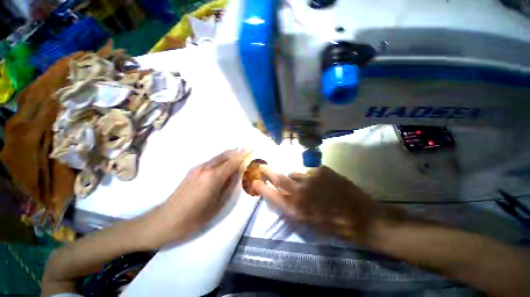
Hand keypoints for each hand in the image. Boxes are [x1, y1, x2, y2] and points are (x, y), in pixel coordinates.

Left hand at [142, 149, 249, 248]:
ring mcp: (197, 168)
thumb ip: (229, 187)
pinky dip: (220, 160)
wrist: (164, 221)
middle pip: (224, 155)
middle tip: (245, 151)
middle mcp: (205, 168)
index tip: (250, 149)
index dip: (242, 155)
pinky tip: (224, 164)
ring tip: (237, 156)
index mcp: (213, 177)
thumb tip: (237, 174)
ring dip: (228, 155)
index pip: (232, 162)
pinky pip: (211, 161)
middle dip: (236, 152)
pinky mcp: (192, 171)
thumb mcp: (217, 205)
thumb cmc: (194, 218)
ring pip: (217, 157)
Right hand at [252, 166, 383, 244]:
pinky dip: (310, 177)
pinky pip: (309, 172)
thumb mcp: (307, 222)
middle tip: (262, 167)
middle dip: (268, 172)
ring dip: (294, 178)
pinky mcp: (322, 170)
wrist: (362, 219)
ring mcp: (311, 178)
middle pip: (279, 178)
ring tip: (307, 185)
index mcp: (296, 209)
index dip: (262, 187)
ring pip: (294, 174)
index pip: (272, 195)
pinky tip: (320, 184)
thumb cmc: (333, 226)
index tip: (254, 181)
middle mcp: (300, 192)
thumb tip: (280, 193)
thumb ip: (291, 207)